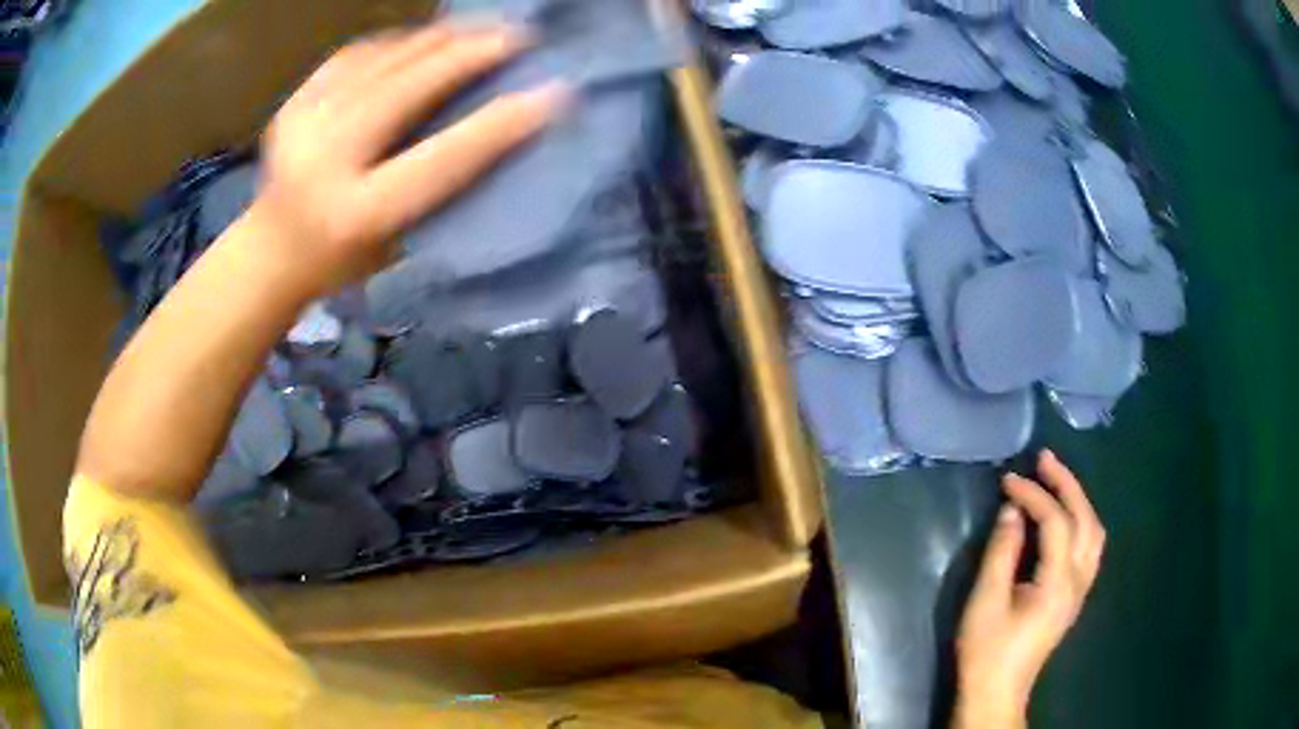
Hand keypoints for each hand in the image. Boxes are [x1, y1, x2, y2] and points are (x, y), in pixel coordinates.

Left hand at [249, 21, 570, 297]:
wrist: (272, 249)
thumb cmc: (344, 260)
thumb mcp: (399, 241)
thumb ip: (441, 187)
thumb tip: (497, 124)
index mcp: (356, 213)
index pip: (440, 160)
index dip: (498, 124)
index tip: (551, 94)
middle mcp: (324, 162)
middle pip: (407, 89)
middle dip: (469, 55)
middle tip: (519, 37)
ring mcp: (303, 124)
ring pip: (383, 60)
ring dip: (439, 39)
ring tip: (481, 29)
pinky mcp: (294, 101)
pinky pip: (357, 54)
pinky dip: (399, 42)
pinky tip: (426, 40)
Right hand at [953, 451, 1105, 727]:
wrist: (997, 691)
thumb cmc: (987, 650)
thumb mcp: (985, 602)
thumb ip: (1001, 552)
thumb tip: (1012, 510)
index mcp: (1058, 582)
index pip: (1056, 522)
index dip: (1034, 495)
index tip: (1007, 480)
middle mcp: (1078, 580)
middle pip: (1084, 519)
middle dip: (1066, 484)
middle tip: (1043, 458)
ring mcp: (1081, 589)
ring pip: (1094, 531)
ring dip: (1078, 500)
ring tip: (1057, 481)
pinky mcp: (1075, 596)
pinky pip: (1090, 546)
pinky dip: (1081, 520)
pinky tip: (1066, 517)